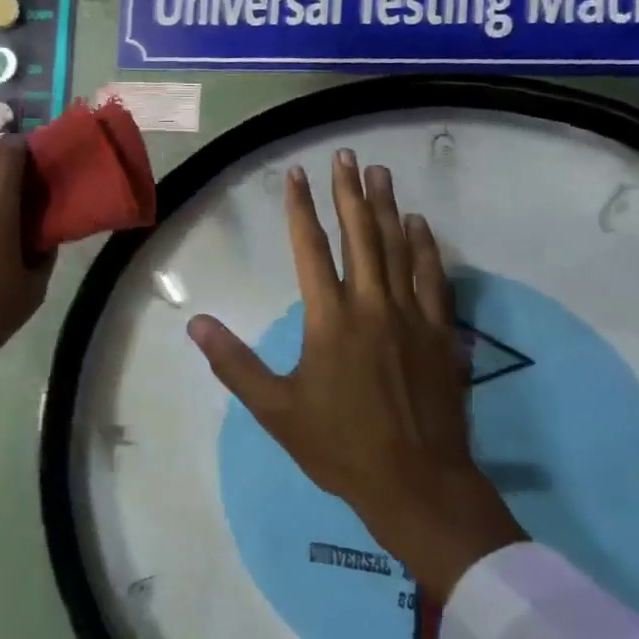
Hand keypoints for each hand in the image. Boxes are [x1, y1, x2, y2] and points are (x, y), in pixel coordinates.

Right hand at [187, 152, 524, 599]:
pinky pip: (434, 278)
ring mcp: (412, 316)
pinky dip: (426, 248)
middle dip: (350, 192)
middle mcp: (371, 305)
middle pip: (360, 235)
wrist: (417, 483)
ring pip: (398, 248)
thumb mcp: (275, 409)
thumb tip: (197, 323)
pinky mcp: (441, 334)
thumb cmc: (339, 446)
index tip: (297, 175)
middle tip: (347, 155)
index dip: (302, 209)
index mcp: (329, 319)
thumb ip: (234, 363)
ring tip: (381, 173)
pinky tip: (421, 226)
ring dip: (388, 208)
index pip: (311, 249)